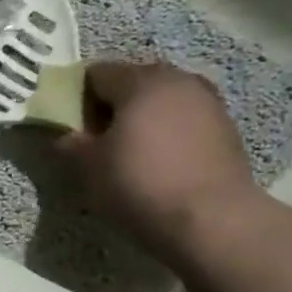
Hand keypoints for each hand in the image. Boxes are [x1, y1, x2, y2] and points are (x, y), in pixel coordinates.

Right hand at [60, 61, 258, 257]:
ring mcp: (208, 101)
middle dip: (112, 104)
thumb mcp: (90, 168)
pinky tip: (160, 161)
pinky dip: (168, 131)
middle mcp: (177, 79)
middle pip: (134, 81)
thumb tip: (65, 135)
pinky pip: (185, 118)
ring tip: (130, 151)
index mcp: (140, 82)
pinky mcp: (225, 126)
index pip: (97, 73)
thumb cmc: (139, 185)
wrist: (211, 218)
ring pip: (163, 99)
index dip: (78, 95)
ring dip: (143, 117)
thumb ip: (72, 144)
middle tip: (97, 138)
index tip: (70, 123)